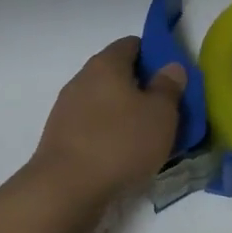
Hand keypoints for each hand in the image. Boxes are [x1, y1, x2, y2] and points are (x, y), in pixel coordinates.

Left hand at [27, 36, 185, 209]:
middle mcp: (82, 78)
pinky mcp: (60, 136)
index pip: (132, 44)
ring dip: (124, 114)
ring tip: (146, 138)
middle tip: (164, 111)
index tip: (171, 79)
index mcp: (106, 64)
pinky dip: (108, 134)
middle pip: (116, 73)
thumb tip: (171, 67)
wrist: (65, 189)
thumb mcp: (160, 114)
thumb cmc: (120, 143)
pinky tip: (122, 155)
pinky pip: (92, 126)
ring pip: (104, 102)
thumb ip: (169, 87)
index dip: (154, 55)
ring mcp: (67, 108)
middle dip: (140, 88)